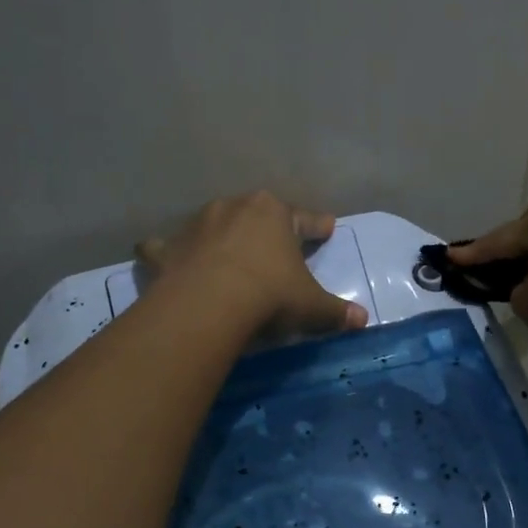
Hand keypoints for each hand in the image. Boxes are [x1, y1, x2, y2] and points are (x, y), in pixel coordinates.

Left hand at [138, 191, 369, 338]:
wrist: (209, 306)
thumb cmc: (269, 295)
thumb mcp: (311, 306)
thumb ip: (336, 311)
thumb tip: (362, 320)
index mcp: (275, 213)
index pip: (305, 219)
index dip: (318, 226)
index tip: (328, 228)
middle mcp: (235, 208)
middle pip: (258, 216)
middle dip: (267, 228)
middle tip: (276, 246)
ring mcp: (197, 225)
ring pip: (213, 224)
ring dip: (220, 236)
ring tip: (225, 254)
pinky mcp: (167, 248)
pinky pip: (165, 246)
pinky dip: (166, 252)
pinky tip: (164, 257)